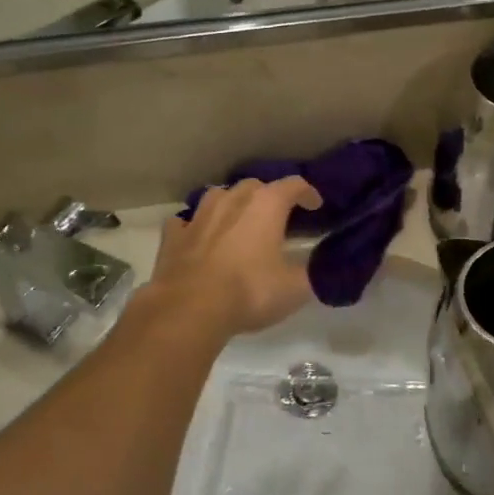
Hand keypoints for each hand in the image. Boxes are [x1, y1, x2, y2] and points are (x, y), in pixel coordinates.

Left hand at [147, 178, 323, 340]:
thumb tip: (320, 268)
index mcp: (266, 205)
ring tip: (238, 221)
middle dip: (268, 197)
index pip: (294, 185)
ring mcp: (199, 215)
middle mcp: (232, 200)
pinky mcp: (174, 235)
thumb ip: (310, 273)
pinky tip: (199, 237)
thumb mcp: (294, 288)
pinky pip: (186, 222)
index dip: (308, 193)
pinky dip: (195, 226)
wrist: (189, 309)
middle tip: (276, 218)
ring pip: (218, 195)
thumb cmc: (249, 291)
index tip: (315, 206)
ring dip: (231, 204)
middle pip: (255, 186)